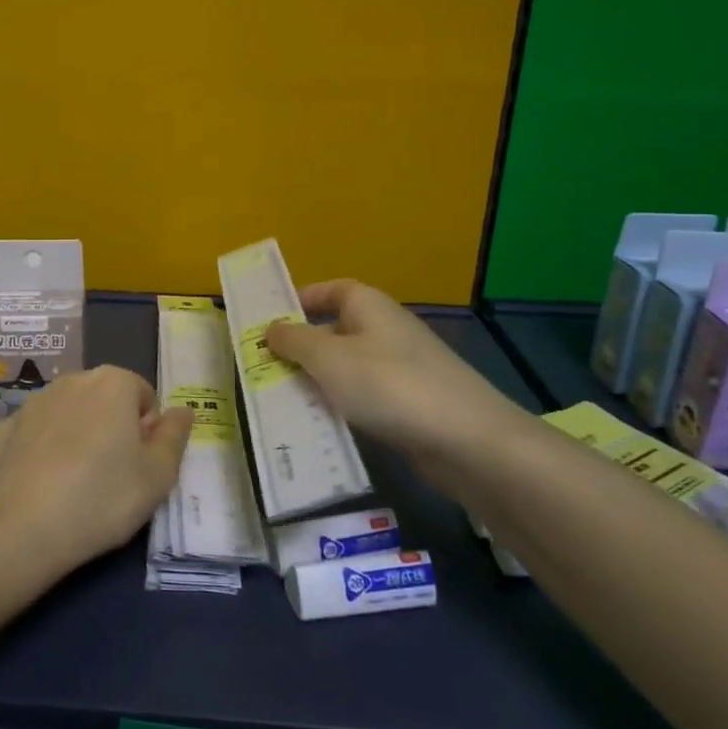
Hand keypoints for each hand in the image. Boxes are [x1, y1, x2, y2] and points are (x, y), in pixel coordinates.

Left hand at [0, 367, 192, 578]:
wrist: (22, 531)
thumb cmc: (103, 498)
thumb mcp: (158, 475)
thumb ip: (175, 436)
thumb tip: (183, 410)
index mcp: (113, 382)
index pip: (144, 396)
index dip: (148, 431)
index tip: (140, 466)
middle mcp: (72, 380)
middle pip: (105, 399)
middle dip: (113, 427)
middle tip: (114, 476)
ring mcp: (32, 402)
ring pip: (69, 413)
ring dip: (78, 435)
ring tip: (76, 484)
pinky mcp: (2, 428)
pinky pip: (35, 433)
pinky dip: (42, 449)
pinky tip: (42, 483)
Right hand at [265, 279, 521, 460]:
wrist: (465, 439)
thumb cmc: (389, 385)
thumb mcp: (329, 358)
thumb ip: (294, 341)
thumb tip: (271, 328)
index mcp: (368, 306)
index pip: (330, 289)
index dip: (301, 300)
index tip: (268, 322)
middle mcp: (385, 329)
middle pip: (334, 330)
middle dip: (300, 348)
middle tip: (262, 369)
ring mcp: (399, 367)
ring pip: (346, 368)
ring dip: (317, 381)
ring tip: (280, 401)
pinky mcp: (408, 403)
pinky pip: (363, 397)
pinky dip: (341, 406)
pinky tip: (319, 426)